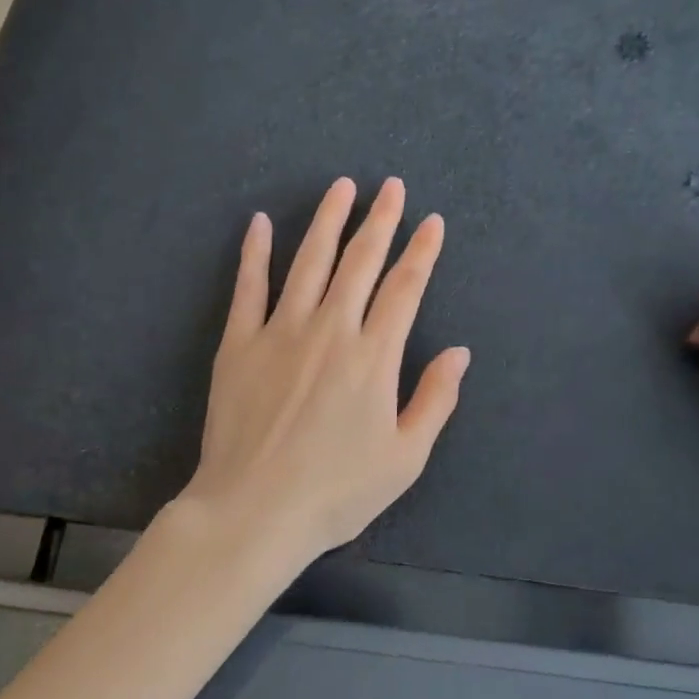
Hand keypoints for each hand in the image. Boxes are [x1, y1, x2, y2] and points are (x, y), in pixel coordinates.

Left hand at [178, 177, 469, 567]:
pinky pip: (248, 287)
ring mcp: (280, 331)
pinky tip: (260, 222)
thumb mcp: (405, 458)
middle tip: (391, 186)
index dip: (422, 251)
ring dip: (328, 220)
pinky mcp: (238, 343)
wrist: (254, 512)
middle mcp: (330, 329)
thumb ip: (435, 399)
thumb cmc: (336, 492)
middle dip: (380, 220)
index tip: (432, 222)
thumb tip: (459, 352)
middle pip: (360, 262)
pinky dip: (254, 252)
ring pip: (309, 261)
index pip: (405, 288)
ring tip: (341, 187)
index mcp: (373, 356)